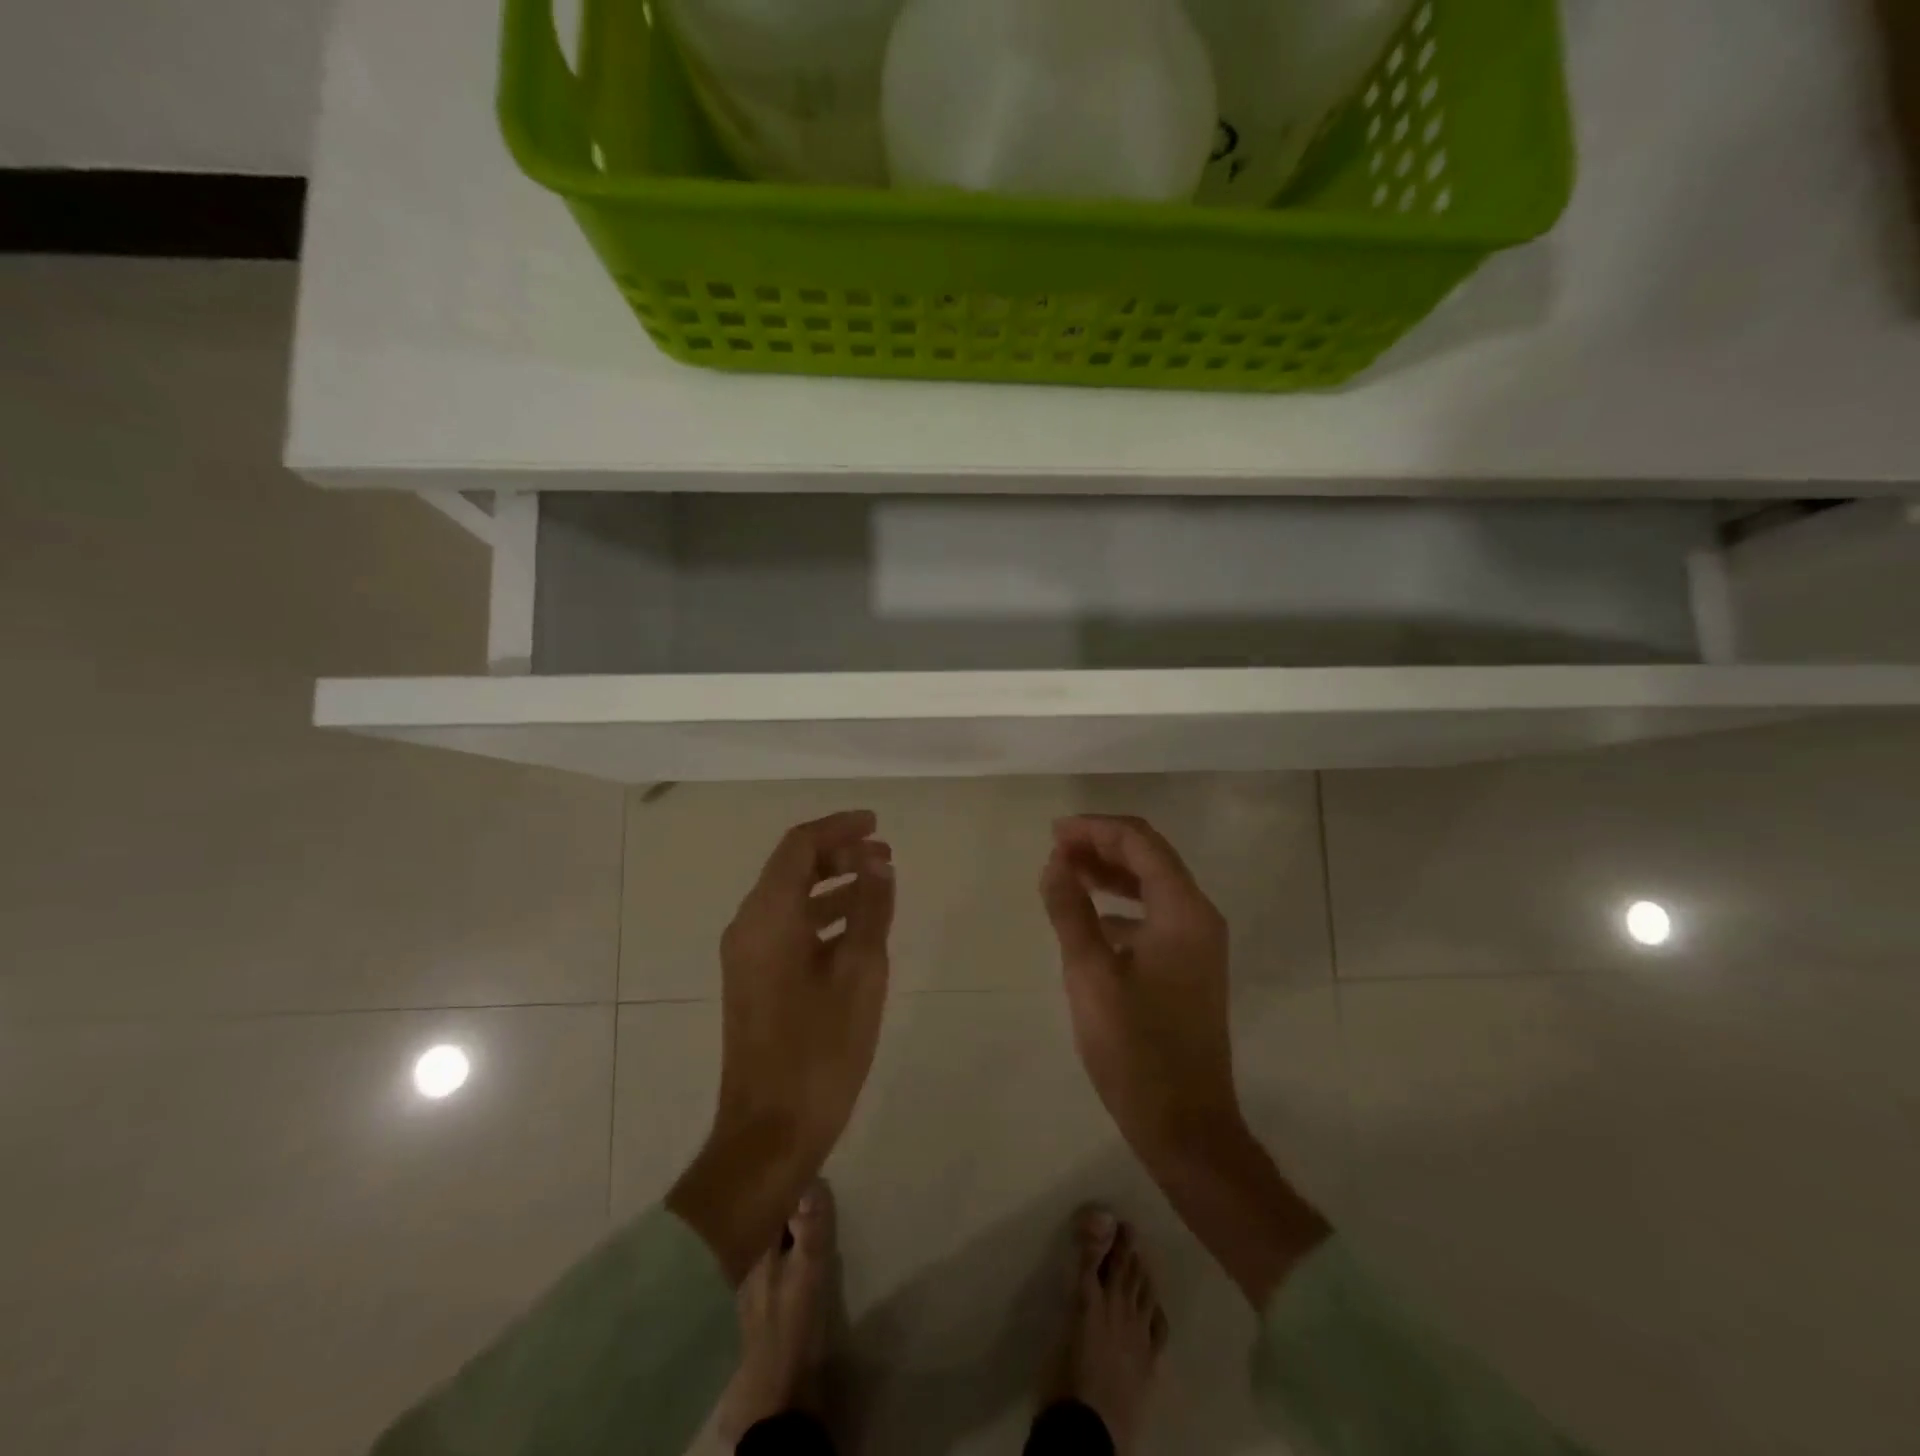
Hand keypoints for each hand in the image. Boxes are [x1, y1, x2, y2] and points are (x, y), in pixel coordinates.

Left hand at [669, 810, 893, 1281]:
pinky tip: (857, 928)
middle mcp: (749, 927)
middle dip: (838, 854)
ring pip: (790, 898)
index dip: (839, 828)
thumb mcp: (860, 974)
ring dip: (832, 884)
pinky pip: (788, 927)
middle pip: (791, 868)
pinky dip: (822, 915)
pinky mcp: (754, 980)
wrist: (769, 1132)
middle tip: (884, 856)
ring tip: (879, 884)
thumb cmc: (820, 1050)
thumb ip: (870, 910)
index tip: (877, 824)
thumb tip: (879, 862)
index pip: (799, 846)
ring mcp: (747, 956)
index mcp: (767, 918)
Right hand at [1040, 814, 1329, 1306]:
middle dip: (1102, 845)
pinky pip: (1154, 916)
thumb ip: (1070, 911)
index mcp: (1183, 910)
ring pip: (1152, 886)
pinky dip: (1121, 905)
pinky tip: (1088, 919)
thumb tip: (1055, 864)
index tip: (1053, 834)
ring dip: (1110, 873)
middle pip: (1150, 858)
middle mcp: (1199, 917)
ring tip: (1065, 872)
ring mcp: (1198, 944)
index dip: (1095, 829)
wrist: (1186, 1126)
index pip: (1140, 843)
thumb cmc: (1135, 1049)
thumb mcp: (1091, 974)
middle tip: (1055, 848)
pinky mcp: (1189, 967)